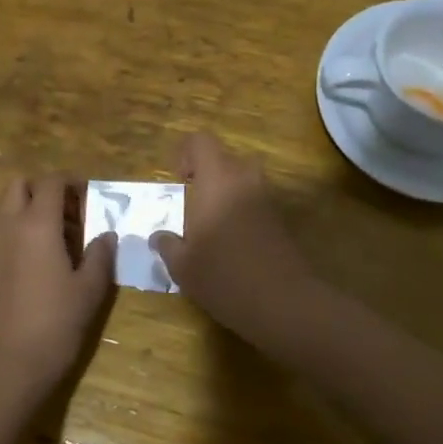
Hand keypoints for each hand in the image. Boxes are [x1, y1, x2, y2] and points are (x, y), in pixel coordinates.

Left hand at [0, 173, 115, 409]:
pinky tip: (46, 258)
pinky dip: (21, 227)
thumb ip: (100, 256)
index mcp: (36, 224)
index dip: (73, 182)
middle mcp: (9, 226)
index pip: (51, 181)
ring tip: (61, 235)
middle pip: (20, 184)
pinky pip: (3, 228)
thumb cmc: (53, 325)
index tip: (92, 198)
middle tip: (72, 213)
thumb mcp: (89, 291)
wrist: (5, 368)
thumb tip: (106, 235)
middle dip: (45, 189)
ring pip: (6, 205)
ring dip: (31, 207)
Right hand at [151, 134, 320, 346]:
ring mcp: (267, 197)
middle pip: (224, 158)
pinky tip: (232, 242)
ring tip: (211, 224)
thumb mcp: (183, 266)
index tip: (179, 180)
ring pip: (242, 179)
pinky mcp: (281, 218)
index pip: (201, 141)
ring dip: (226, 192)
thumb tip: (158, 237)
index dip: (186, 153)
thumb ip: (168, 245)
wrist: (284, 302)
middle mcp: (244, 178)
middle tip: (193, 202)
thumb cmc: (224, 276)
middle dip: (207, 174)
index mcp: (217, 179)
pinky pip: (255, 200)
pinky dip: (242, 210)